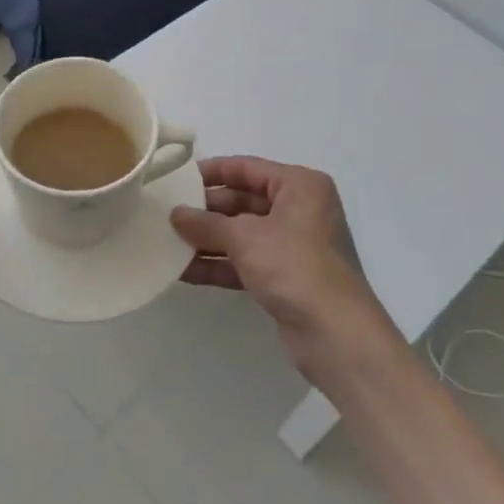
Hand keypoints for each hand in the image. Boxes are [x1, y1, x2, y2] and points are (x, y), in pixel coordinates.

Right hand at [171, 156, 398, 378]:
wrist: (335, 334)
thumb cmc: (293, 266)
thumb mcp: (244, 238)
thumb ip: (206, 224)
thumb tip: (175, 214)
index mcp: (299, 186)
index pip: (248, 168)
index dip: (213, 172)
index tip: (178, 178)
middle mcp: (300, 210)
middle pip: (243, 201)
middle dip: (206, 211)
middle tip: (167, 214)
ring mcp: (293, 246)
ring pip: (242, 234)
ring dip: (208, 240)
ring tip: (167, 242)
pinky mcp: (285, 278)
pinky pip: (246, 262)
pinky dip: (219, 264)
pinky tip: (184, 271)